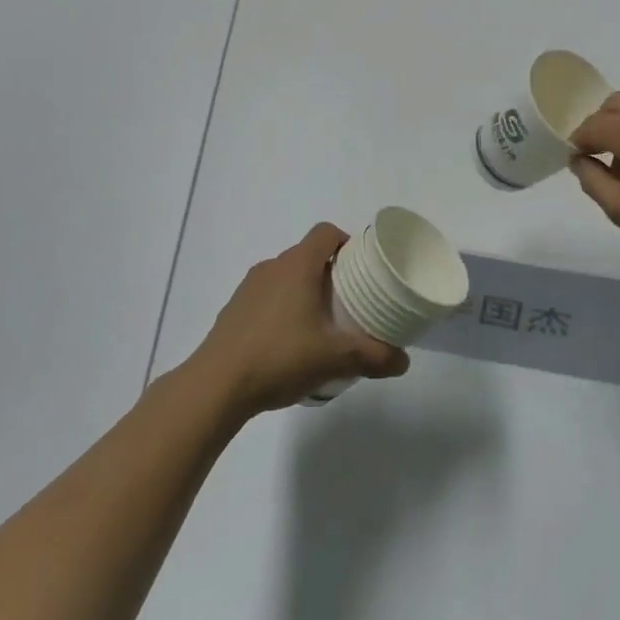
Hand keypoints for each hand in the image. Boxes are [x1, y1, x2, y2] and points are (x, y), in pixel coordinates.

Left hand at [189, 223, 409, 416]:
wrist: (215, 386)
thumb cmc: (279, 358)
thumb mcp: (335, 360)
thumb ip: (373, 357)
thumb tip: (403, 361)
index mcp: (297, 266)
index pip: (326, 233)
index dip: (347, 242)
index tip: (362, 268)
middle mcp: (272, 267)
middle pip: (308, 255)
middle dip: (331, 274)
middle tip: (350, 303)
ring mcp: (248, 288)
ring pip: (286, 277)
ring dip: (305, 292)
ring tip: (320, 327)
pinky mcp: (233, 310)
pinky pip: (267, 298)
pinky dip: (282, 310)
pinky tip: (288, 344)